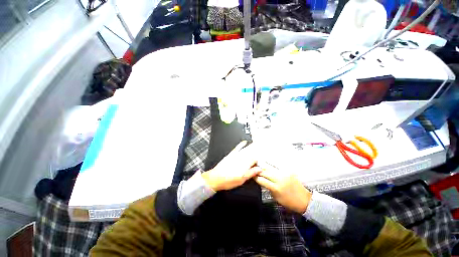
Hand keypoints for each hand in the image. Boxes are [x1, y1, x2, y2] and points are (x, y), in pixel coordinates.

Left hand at [202, 141, 261, 190]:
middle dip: (257, 151)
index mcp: (245, 165)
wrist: (216, 178)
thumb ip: (251, 173)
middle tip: (262, 148)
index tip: (262, 160)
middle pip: (251, 153)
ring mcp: (236, 156)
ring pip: (246, 150)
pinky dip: (241, 144)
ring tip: (257, 144)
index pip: (255, 159)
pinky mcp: (231, 155)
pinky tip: (244, 142)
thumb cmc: (228, 180)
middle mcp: (241, 159)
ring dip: (252, 147)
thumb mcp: (241, 180)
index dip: (260, 159)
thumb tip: (259, 169)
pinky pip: (237, 148)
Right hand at [254, 163, 311, 213]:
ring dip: (263, 166)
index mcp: (276, 188)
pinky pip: (277, 166)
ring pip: (270, 167)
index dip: (255, 177)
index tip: (251, 175)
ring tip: (258, 165)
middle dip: (258, 170)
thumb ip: (268, 188)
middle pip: (265, 172)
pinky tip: (267, 163)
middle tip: (253, 169)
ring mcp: (285, 174)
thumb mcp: (276, 198)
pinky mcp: (288, 171)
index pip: (262, 180)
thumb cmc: (289, 202)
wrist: (304, 200)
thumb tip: (262, 181)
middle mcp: (280, 179)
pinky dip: (271, 165)